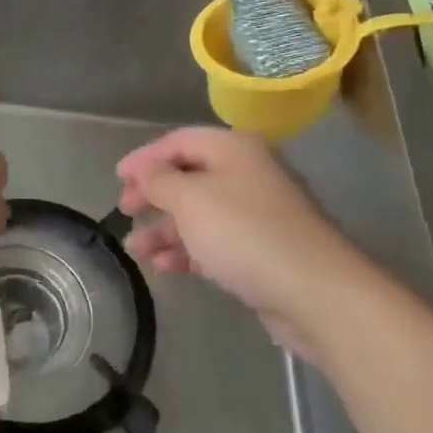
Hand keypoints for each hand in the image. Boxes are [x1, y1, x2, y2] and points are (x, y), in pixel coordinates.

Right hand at [116, 127, 385, 356]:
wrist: (314, 291)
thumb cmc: (244, 233)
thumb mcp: (190, 199)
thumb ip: (159, 180)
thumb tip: (144, 170)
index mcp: (233, 150)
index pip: (179, 141)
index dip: (145, 157)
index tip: (117, 178)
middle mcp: (246, 174)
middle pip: (188, 176)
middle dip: (153, 194)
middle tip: (125, 210)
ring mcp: (255, 213)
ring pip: (198, 213)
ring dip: (165, 228)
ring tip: (136, 249)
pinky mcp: (260, 250)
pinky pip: (214, 241)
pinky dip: (187, 250)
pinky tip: (165, 266)